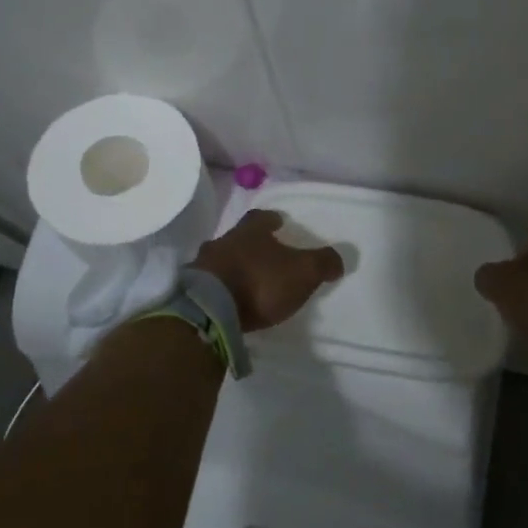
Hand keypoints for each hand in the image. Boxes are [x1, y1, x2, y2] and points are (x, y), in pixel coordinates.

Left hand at [192, 209, 344, 331]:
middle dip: (250, 245)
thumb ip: (323, 263)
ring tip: (243, 280)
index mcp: (251, 231)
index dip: (271, 220)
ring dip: (231, 266)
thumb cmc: (260, 282)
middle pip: (238, 238)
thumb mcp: (304, 272)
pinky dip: (217, 288)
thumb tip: (338, 260)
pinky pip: (206, 283)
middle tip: (263, 254)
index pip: (261, 217)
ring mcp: (202, 265)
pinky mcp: (189, 290)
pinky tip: (226, 300)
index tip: (279, 223)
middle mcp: (223, 241)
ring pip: (219, 259)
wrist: (209, 310)